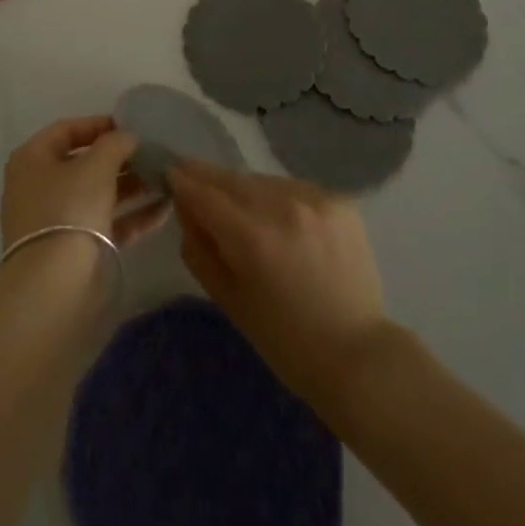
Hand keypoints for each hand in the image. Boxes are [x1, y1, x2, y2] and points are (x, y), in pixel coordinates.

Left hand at [0, 116, 168, 249]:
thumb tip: (127, 136)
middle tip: (153, 153)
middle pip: (85, 163)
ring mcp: (57, 220)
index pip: (67, 130)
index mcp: (33, 159)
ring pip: (99, 194)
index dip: (99, 124)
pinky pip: (107, 223)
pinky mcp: (75, 249)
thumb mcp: (96, 165)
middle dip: (121, 158)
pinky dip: (133, 216)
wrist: (55, 286)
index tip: (132, 125)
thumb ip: (115, 143)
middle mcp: (40, 186)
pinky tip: (164, 209)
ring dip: (132, 186)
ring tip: (165, 178)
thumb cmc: (70, 208)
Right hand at [166, 162, 389, 408]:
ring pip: (261, 180)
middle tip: (189, 174)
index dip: (182, 180)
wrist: (357, 354)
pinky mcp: (338, 199)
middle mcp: (284, 206)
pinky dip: (276, 196)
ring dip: (242, 187)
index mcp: (253, 238)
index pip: (204, 193)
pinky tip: (277, 217)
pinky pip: (292, 187)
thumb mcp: (228, 300)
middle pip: (231, 179)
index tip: (167, 170)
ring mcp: (315, 199)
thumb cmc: (285, 341)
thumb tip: (185, 207)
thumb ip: (199, 248)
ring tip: (235, 203)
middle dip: (207, 177)